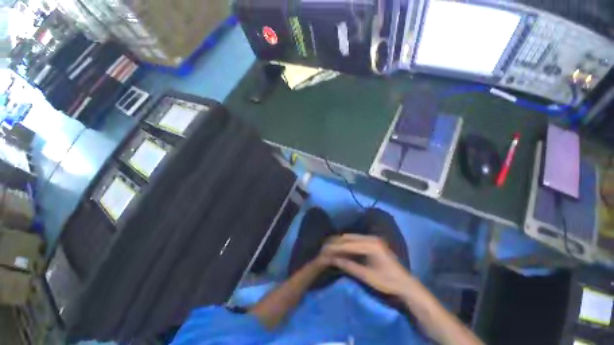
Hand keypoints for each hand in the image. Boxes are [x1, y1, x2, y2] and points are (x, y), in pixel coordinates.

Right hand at [323, 234, 412, 296]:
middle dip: (336, 242)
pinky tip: (340, 247)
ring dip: (340, 241)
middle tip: (324, 247)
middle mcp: (371, 238)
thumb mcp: (367, 276)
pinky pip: (355, 239)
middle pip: (348, 237)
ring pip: (351, 236)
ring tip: (329, 246)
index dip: (335, 247)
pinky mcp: (372, 241)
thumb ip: (349, 266)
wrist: (405, 283)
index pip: (348, 244)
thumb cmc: (387, 282)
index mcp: (371, 246)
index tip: (324, 250)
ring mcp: (372, 238)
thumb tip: (333, 259)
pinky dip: (346, 242)